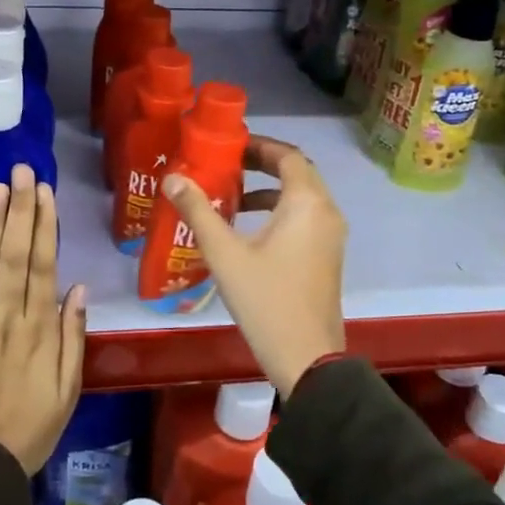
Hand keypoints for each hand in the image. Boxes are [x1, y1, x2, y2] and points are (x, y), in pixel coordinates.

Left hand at [0, 164, 85, 473]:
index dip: (46, 225)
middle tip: (21, 171)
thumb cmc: (31, 427)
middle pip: (16, 255)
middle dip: (20, 210)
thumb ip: (73, 336)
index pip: (45, 265)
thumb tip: (79, 288)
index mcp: (41, 330)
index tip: (46, 192)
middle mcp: (9, 318)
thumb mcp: (69, 388)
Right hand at [161, 136, 346, 396]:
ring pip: (303, 195)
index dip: (259, 146)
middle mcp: (326, 211)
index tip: (228, 147)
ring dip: (271, 188)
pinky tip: (250, 227)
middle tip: (227, 164)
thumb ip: (199, 212)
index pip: (288, 155)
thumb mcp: (225, 254)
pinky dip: (281, 210)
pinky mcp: (328, 255)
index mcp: (306, 203)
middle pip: (298, 172)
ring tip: (234, 193)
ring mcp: (331, 235)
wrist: (307, 358)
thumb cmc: (266, 300)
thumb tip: (173, 179)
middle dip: (263, 163)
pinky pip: (306, 216)